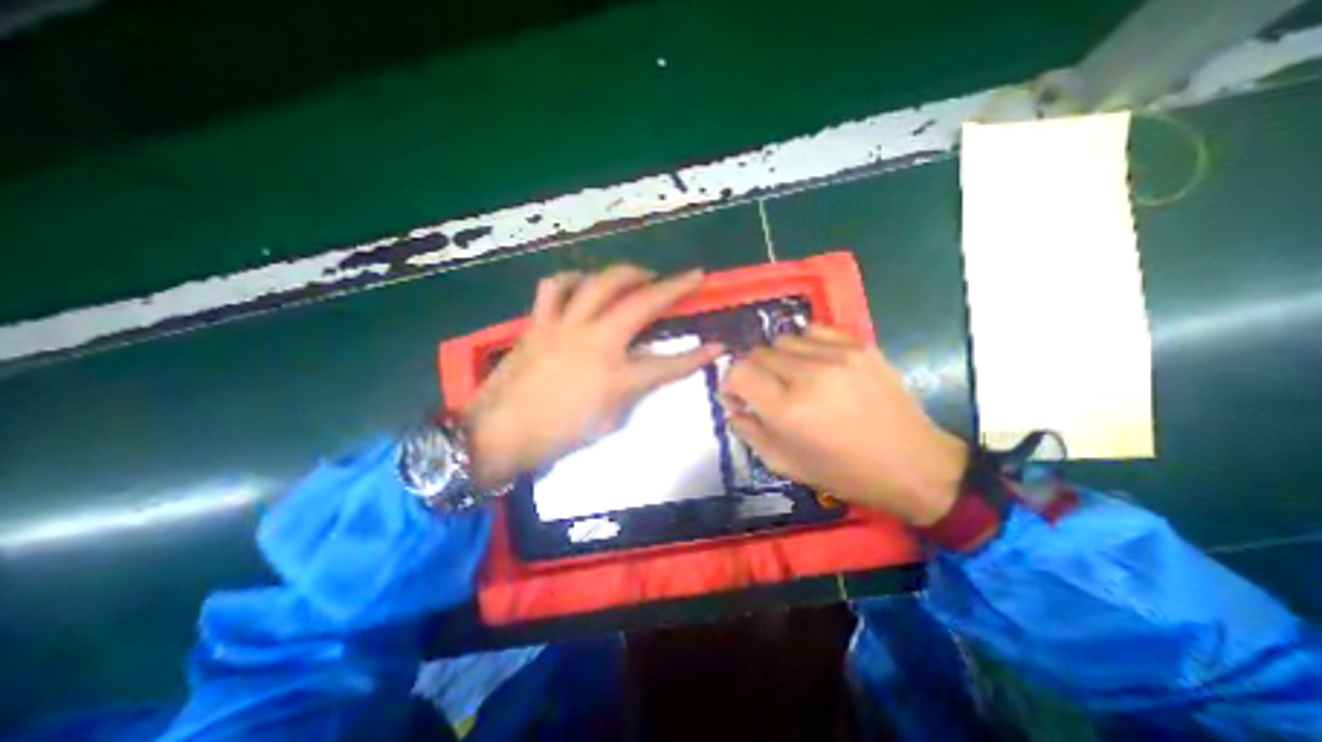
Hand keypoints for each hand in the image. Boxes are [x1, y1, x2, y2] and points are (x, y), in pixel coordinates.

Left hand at [459, 265, 720, 488]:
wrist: (498, 433)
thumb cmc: (557, 436)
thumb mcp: (608, 422)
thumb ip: (631, 391)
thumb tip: (642, 369)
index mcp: (615, 378)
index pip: (669, 364)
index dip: (698, 356)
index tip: (719, 345)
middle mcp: (596, 342)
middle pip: (642, 304)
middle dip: (675, 286)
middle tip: (693, 276)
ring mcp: (565, 326)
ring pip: (601, 282)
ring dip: (628, 273)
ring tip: (641, 275)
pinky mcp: (540, 321)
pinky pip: (557, 286)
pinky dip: (574, 279)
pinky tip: (585, 285)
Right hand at [718, 325, 967, 527]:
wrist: (913, 464)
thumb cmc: (844, 472)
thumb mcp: (785, 464)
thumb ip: (748, 432)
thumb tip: (732, 407)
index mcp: (787, 410)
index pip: (738, 372)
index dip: (730, 383)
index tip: (738, 396)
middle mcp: (808, 375)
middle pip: (757, 353)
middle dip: (752, 372)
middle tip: (765, 391)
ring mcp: (837, 356)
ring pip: (783, 339)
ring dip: (777, 358)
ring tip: (792, 377)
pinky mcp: (859, 346)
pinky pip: (814, 330)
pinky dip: (804, 344)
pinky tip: (813, 362)